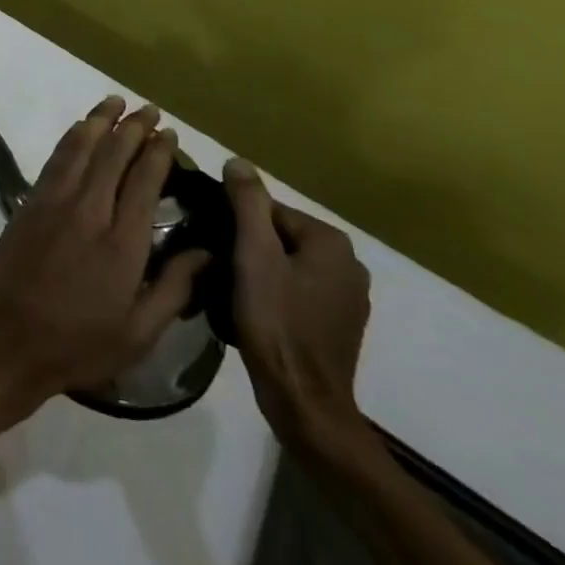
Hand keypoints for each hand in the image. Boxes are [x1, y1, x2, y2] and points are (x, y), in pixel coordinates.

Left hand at [0, 97, 209, 426]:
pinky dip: (71, 139)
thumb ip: (175, 288)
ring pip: (80, 148)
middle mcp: (88, 211)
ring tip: (115, 101)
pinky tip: (80, 129)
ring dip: (99, 121)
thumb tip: (209, 251)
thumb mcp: (139, 332)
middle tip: (150, 111)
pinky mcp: (29, 203)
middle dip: (133, 128)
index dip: (158, 154)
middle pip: (113, 156)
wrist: (6, 340)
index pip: (144, 182)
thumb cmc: (78, 344)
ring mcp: (53, 202)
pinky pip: (55, 160)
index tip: (170, 135)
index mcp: (121, 243)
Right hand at [222, 158, 374, 461]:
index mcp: (331, 242)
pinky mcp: (339, 324)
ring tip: (231, 289)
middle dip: (248, 246)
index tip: (214, 243)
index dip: (236, 223)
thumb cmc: (276, 321)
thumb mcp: (253, 254)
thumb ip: (247, 203)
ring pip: (287, 264)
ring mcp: (348, 298)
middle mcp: (349, 264)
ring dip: (259, 270)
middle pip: (279, 236)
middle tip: (219, 267)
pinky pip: (298, 290)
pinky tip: (255, 311)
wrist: (304, 401)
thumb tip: (238, 162)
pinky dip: (276, 293)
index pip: (269, 210)